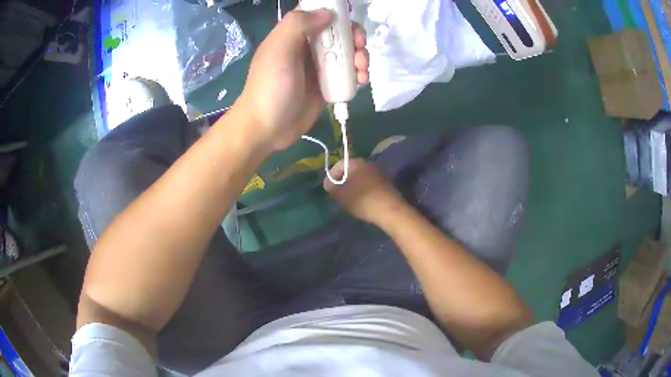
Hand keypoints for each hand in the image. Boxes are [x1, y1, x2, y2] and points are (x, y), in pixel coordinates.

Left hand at [235, 7, 368, 150]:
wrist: (268, 128)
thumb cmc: (270, 87)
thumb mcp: (279, 50)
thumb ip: (298, 24)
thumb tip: (328, 13)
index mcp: (293, 34)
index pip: (317, 13)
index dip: (335, 12)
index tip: (347, 20)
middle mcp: (308, 46)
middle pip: (339, 32)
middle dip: (354, 36)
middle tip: (359, 47)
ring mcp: (319, 66)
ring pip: (348, 52)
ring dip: (361, 56)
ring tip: (362, 70)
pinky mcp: (328, 85)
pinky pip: (349, 73)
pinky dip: (359, 74)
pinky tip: (362, 81)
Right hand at [324, 159, 405, 223]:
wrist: (389, 210)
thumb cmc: (361, 200)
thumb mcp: (340, 195)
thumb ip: (331, 187)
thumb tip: (329, 183)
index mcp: (355, 162)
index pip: (338, 165)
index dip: (330, 177)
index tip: (328, 190)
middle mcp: (367, 163)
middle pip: (350, 170)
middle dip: (342, 181)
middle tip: (338, 194)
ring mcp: (378, 172)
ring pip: (360, 177)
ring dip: (353, 186)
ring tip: (349, 199)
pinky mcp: (386, 183)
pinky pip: (369, 184)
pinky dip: (363, 190)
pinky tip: (362, 201)